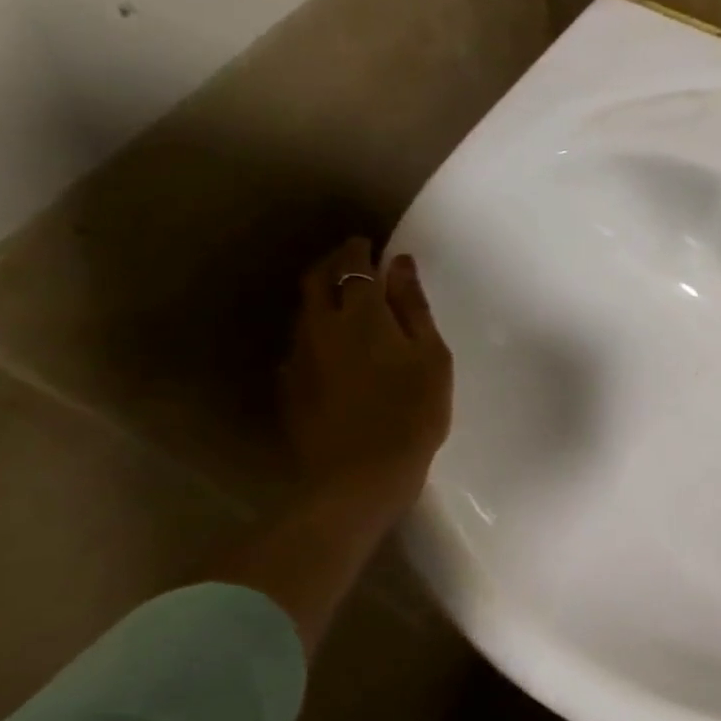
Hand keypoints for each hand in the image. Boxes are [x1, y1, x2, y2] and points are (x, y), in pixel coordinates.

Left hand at [280, 237, 452, 519]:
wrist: (359, 475)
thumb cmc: (412, 413)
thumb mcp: (431, 358)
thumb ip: (414, 308)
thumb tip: (399, 264)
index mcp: (361, 315)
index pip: (353, 265)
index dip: (360, 250)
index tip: (370, 244)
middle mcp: (320, 326)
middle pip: (316, 279)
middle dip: (334, 263)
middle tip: (353, 261)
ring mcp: (299, 356)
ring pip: (304, 310)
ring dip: (321, 295)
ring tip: (344, 300)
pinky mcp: (290, 385)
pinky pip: (300, 342)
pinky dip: (316, 330)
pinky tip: (332, 346)